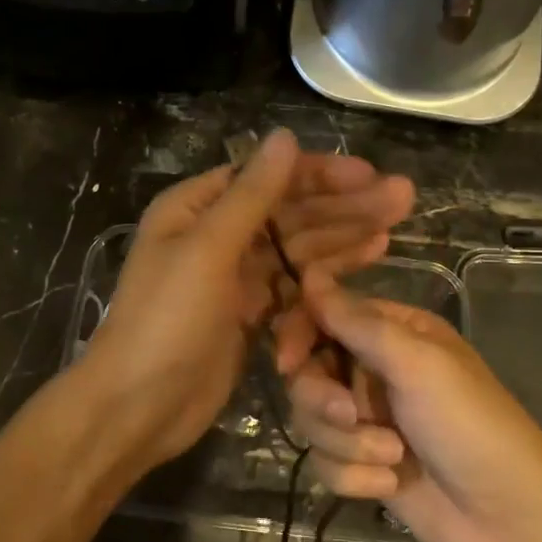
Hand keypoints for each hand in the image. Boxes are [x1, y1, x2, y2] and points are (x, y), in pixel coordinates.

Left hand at [76, 131, 410, 469]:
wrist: (138, 406)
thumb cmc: (167, 320)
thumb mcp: (208, 249)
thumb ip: (252, 195)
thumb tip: (285, 136)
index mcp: (198, 208)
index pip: (268, 178)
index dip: (320, 174)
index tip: (370, 175)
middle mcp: (218, 234)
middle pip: (290, 212)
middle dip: (344, 205)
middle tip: (403, 198)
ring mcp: (236, 276)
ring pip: (298, 247)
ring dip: (344, 235)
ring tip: (394, 227)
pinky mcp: (251, 313)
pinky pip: (296, 283)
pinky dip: (327, 274)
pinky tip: (367, 261)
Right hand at [284, 270, 541, 541]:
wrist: (511, 521)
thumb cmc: (471, 426)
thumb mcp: (418, 364)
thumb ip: (358, 322)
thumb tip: (309, 276)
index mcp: (394, 333)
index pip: (324, 316)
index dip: (299, 335)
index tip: (288, 361)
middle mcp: (375, 370)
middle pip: (308, 372)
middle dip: (324, 400)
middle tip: (353, 416)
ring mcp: (368, 421)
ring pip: (312, 420)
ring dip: (348, 444)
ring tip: (392, 458)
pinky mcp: (363, 465)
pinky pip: (325, 463)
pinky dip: (356, 476)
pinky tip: (392, 484)